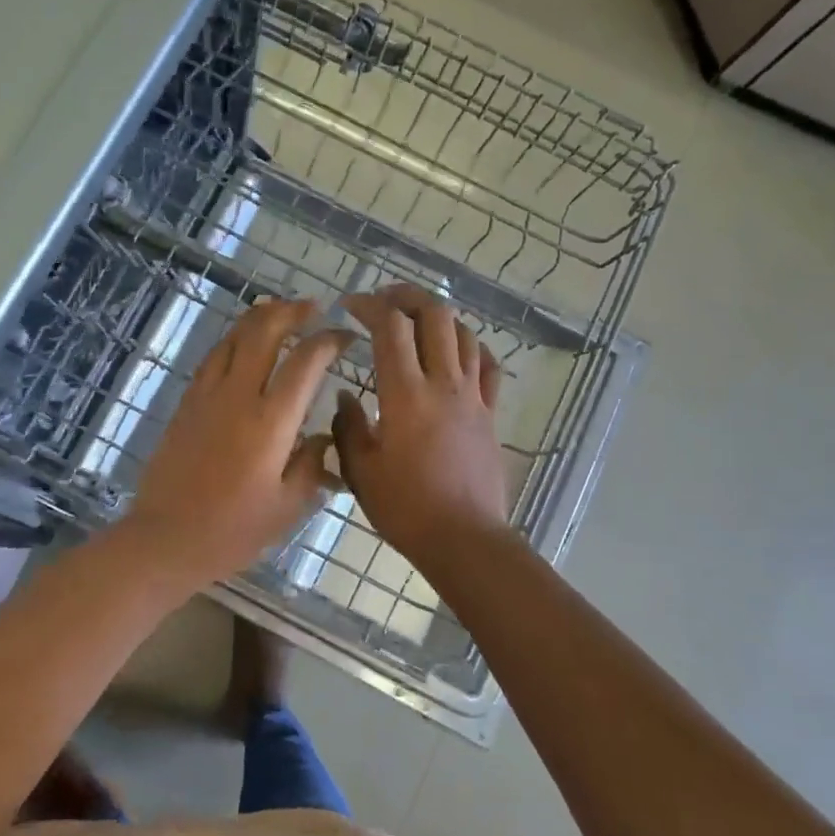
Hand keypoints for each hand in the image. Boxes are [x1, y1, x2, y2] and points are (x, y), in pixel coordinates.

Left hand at [125, 298, 350, 584]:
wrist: (165, 538)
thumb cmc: (233, 530)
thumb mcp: (287, 507)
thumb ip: (311, 464)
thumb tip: (323, 436)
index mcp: (271, 421)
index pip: (305, 361)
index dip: (329, 340)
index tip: (345, 337)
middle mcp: (238, 395)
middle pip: (265, 331)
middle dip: (292, 311)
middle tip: (313, 309)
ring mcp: (207, 395)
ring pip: (234, 336)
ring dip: (260, 318)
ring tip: (281, 313)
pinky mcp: (186, 403)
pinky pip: (213, 356)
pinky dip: (233, 339)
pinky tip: (243, 344)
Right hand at [334, 286, 510, 563]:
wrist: (464, 539)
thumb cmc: (405, 507)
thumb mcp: (360, 470)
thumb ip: (348, 426)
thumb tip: (344, 396)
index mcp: (405, 394)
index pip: (390, 327)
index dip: (369, 305)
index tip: (349, 305)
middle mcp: (443, 384)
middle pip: (434, 315)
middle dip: (407, 296)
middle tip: (383, 300)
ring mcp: (472, 397)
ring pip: (464, 334)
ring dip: (438, 316)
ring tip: (416, 320)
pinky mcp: (490, 414)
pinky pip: (488, 366)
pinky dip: (472, 347)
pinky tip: (458, 350)